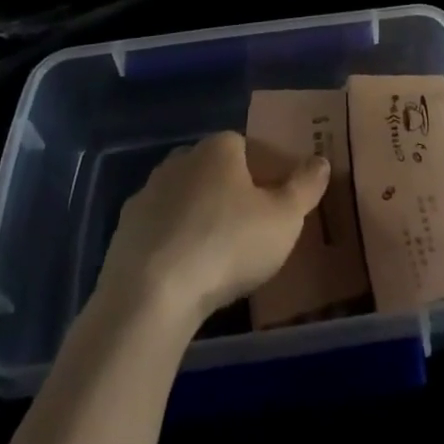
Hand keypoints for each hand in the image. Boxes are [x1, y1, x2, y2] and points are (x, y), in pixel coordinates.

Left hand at [98, 132, 329, 329]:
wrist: (150, 296)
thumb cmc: (227, 245)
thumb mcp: (283, 219)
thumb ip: (305, 187)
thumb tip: (320, 160)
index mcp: (219, 147)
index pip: (244, 147)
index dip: (261, 173)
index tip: (271, 205)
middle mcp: (180, 159)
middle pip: (212, 171)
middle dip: (227, 194)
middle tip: (246, 232)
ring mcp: (147, 194)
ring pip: (182, 200)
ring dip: (196, 220)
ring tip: (214, 260)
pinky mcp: (123, 231)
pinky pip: (158, 231)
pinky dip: (170, 246)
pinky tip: (183, 276)